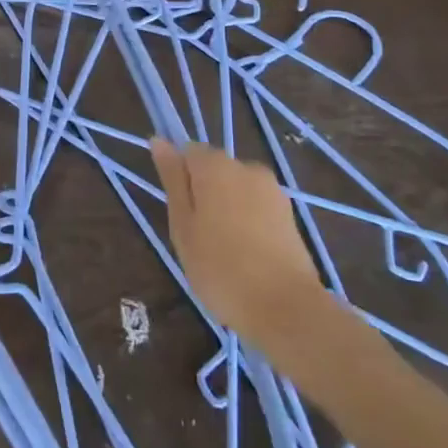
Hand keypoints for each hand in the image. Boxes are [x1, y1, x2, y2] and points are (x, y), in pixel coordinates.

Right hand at [152, 139, 329, 345]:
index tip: (179, 214)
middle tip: (196, 237)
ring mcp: (272, 190)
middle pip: (214, 170)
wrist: (286, 308)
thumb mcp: (182, 225)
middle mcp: (245, 167)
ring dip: (226, 209)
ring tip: (223, 251)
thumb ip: (172, 179)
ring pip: (236, 190)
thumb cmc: (220, 267)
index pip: (188, 152)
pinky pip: (257, 207)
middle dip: (203, 194)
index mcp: (215, 165)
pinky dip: (248, 223)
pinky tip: (246, 256)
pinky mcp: (289, 214)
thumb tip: (159, 140)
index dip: (179, 180)